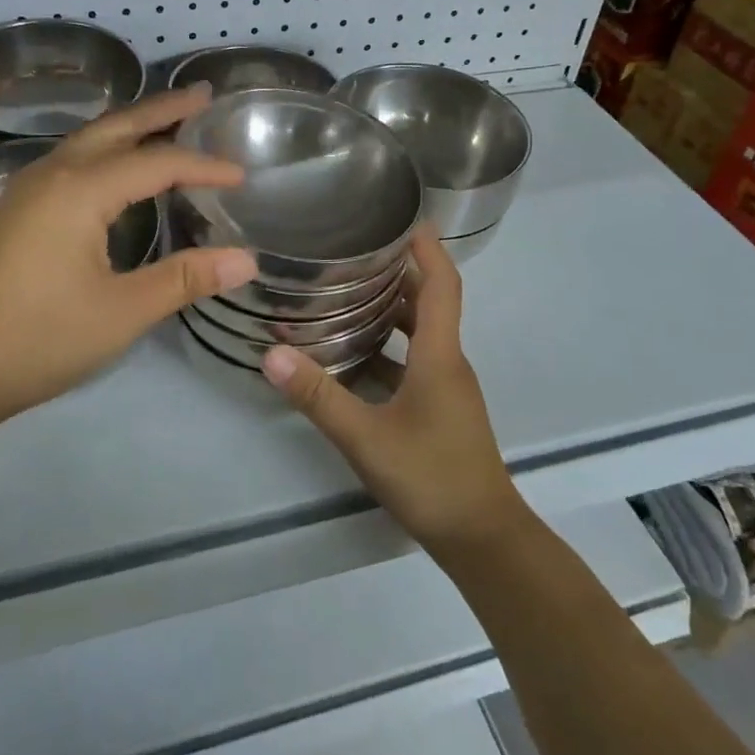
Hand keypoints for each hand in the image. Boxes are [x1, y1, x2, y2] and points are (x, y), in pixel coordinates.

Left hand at [0, 87, 257, 445]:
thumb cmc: (37, 339)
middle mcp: (52, 175)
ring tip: (168, 121)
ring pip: (89, 141)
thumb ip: (184, 279)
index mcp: (80, 191)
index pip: (157, 163)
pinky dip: (106, 150)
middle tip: (204, 95)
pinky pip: (71, 160)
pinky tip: (116, 170)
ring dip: (131, 126)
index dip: (204, 166)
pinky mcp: (15, 211)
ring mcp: (27, 190)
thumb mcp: (121, 312)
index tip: (243, 175)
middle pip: (117, 128)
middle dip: (162, 109)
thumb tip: (247, 259)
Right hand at [262, 229, 529, 558]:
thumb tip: (273, 354)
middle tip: (351, 251)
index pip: (442, 283)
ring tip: (343, 292)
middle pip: (428, 301)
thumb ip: (318, 395)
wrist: (481, 537)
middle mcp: (448, 361)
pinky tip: (350, 354)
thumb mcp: (366, 437)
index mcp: (439, 355)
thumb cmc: (430, 478)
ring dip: (388, 308)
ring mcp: (446, 386)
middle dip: (396, 271)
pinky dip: (386, 346)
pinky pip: (413, 360)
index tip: (399, 217)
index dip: (425, 247)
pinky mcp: (439, 407)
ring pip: (419, 332)